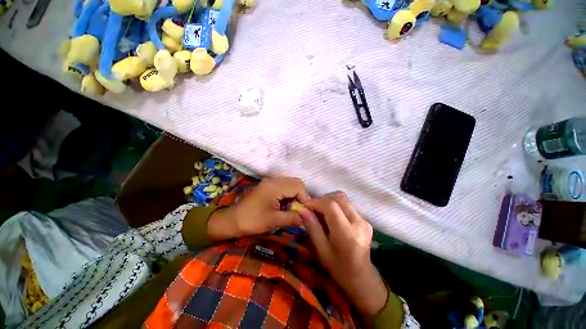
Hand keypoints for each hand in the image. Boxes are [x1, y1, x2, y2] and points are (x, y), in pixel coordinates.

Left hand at [208, 177, 309, 240]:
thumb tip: (306, 218)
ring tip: (293, 208)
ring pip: (290, 183)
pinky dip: (288, 194)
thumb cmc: (252, 221)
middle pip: (295, 182)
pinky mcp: (268, 186)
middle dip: (301, 195)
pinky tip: (285, 205)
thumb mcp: (273, 221)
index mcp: (274, 186)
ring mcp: (270, 182)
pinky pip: (284, 186)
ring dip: (295, 195)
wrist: (232, 220)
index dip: (305, 197)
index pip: (298, 185)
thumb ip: (292, 218)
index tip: (305, 211)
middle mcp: (273, 180)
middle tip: (300, 209)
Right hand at [298, 192, 387, 316]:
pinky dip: (336, 206)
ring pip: (343, 199)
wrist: (361, 278)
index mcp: (346, 233)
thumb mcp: (321, 250)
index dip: (316, 202)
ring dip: (329, 201)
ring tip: (320, 212)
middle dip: (322, 199)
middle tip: (312, 208)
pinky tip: (331, 216)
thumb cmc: (338, 267)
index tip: (305, 206)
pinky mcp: (365, 220)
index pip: (330, 205)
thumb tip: (302, 209)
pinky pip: (347, 205)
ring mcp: (364, 220)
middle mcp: (358, 222)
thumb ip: (312, 227)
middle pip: (338, 198)